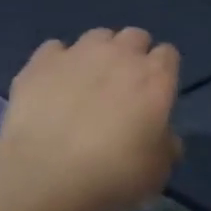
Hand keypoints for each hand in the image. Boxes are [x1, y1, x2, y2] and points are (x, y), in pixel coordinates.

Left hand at [0, 28, 181, 210]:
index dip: (163, 72)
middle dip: (132, 55)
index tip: (155, 94)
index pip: (168, 55)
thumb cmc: (113, 174)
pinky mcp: (41, 62)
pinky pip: (55, 50)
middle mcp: (121, 55)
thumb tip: (167, 138)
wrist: (45, 174)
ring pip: (97, 36)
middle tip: (122, 87)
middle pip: (134, 37)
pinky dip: (58, 63)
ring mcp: (79, 53)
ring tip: (86, 82)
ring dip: (98, 53)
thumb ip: (167, 147)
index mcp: (156, 78)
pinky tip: (53, 86)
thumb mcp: (157, 172)